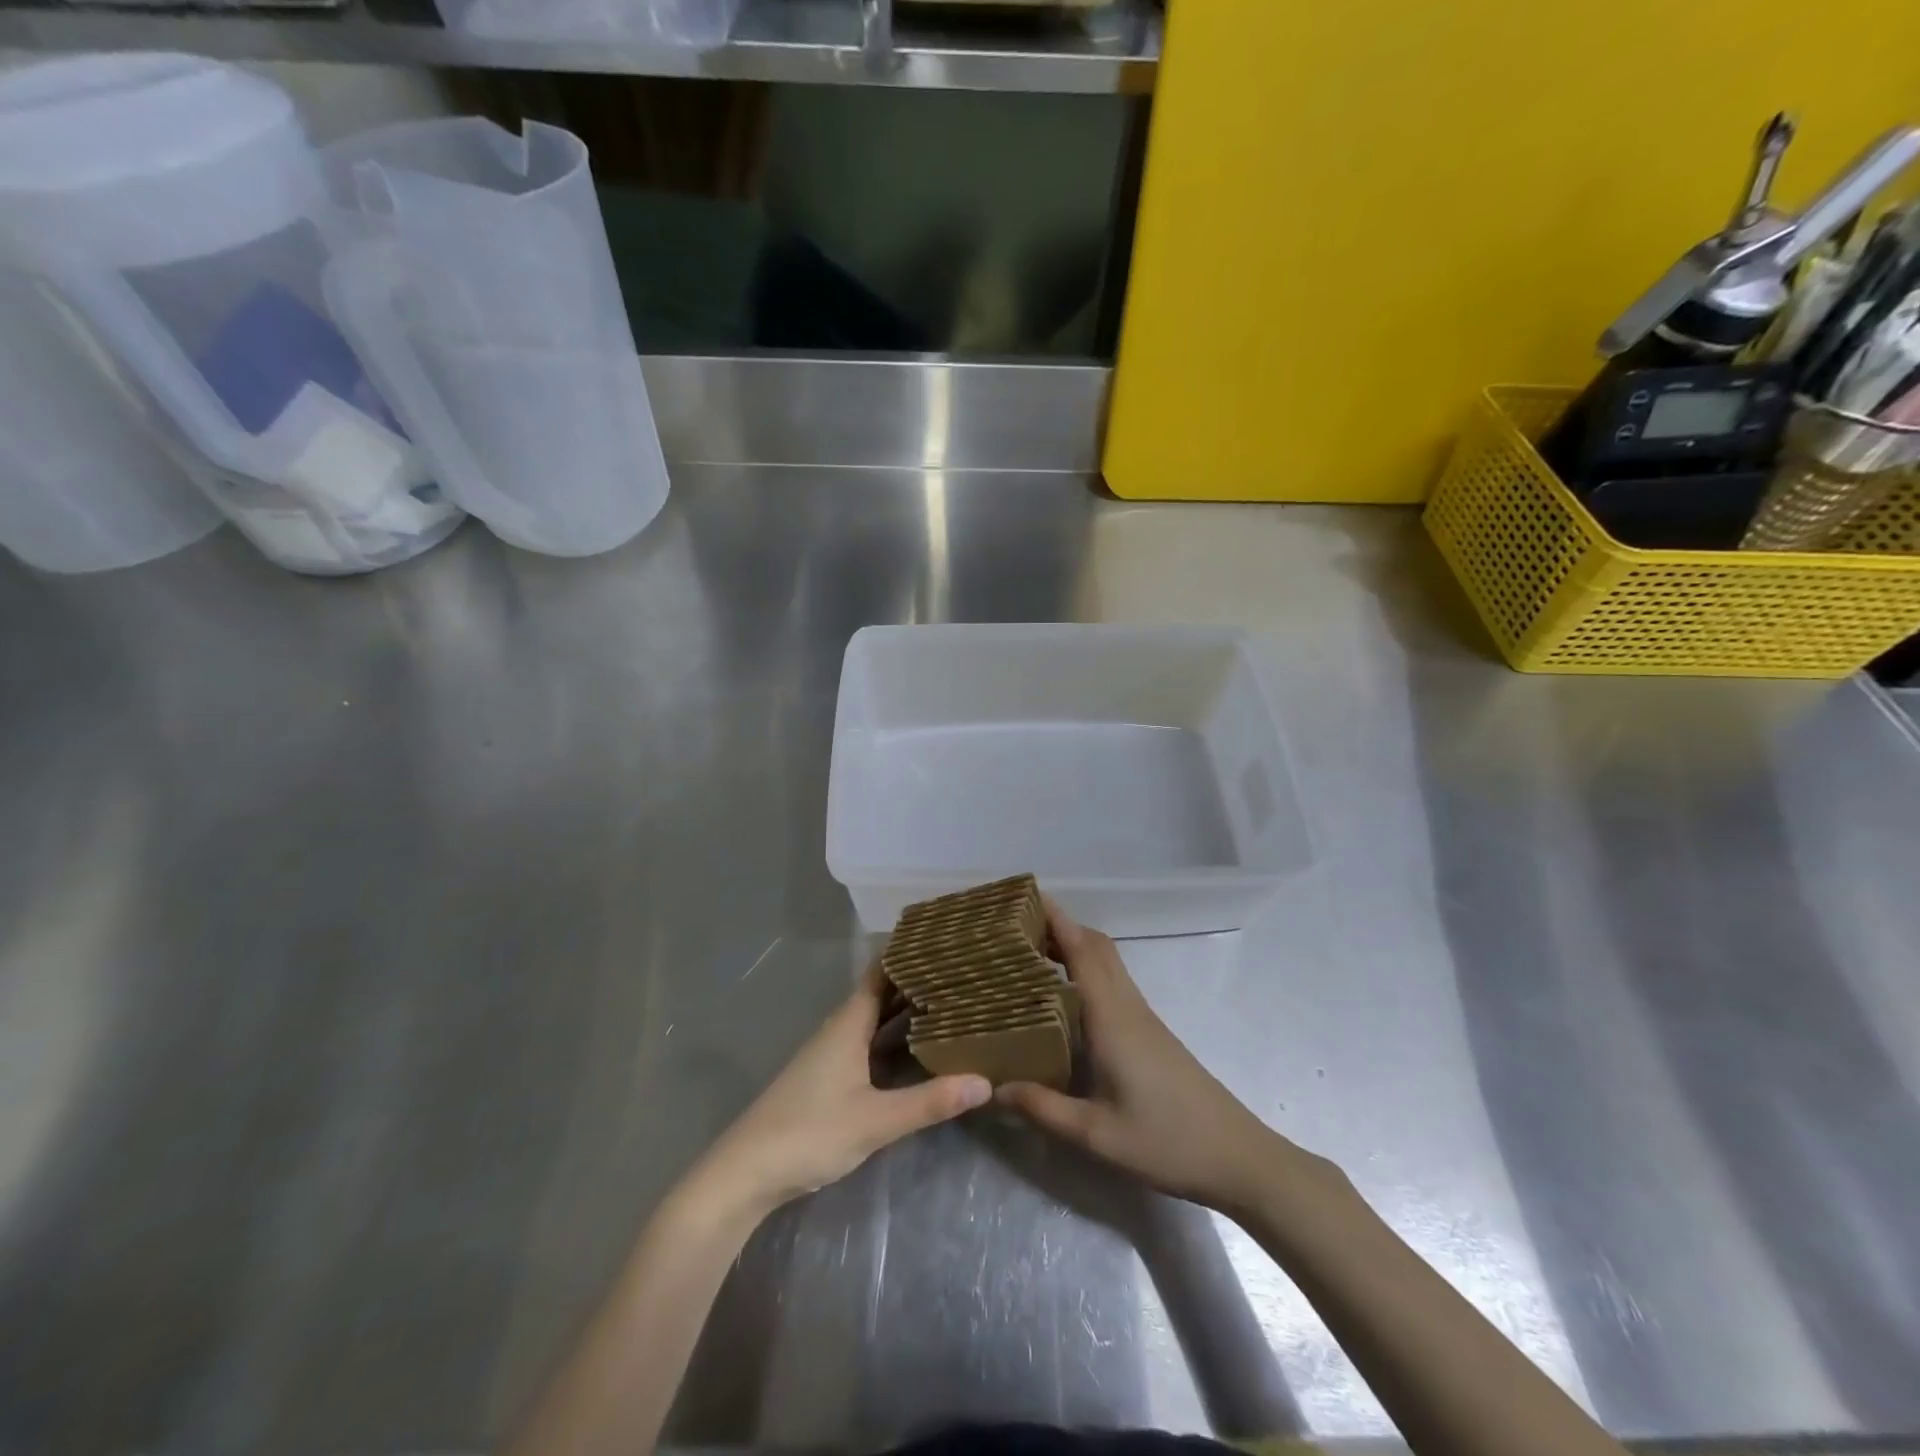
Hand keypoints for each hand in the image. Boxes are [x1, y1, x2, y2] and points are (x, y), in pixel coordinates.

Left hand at [697, 965, 991, 1217]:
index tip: (945, 939)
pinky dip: (896, 1038)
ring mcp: (833, 1054)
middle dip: (917, 982)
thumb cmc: (809, 1133)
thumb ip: (928, 1102)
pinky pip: (871, 1043)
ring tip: (951, 1000)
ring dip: (907, 1010)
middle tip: (962, 970)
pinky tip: (919, 1048)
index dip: (909, 954)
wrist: (746, 1173)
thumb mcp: (875, 1120)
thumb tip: (985, 1081)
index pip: (882, 972)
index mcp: (849, 1023)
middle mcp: (841, 1029)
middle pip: (883, 994)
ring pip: (877, 1020)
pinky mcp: (831, 1078)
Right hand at [997, 898, 1291, 1214]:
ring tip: (1029, 954)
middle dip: (1058, 925)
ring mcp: (1142, 1017)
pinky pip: (1112, 983)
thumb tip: (992, 1087)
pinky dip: (1085, 970)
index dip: (1054, 919)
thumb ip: (1043, 1108)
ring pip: (1106, 962)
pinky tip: (1064, 997)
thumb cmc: (1167, 1141)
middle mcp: (1127, 1006)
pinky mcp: (1149, 1032)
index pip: (1081, 950)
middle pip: (1095, 945)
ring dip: (1072, 945)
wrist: (1237, 1157)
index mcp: (1112, 1017)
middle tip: (1014, 928)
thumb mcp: (1096, 1135)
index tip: (1021, 898)